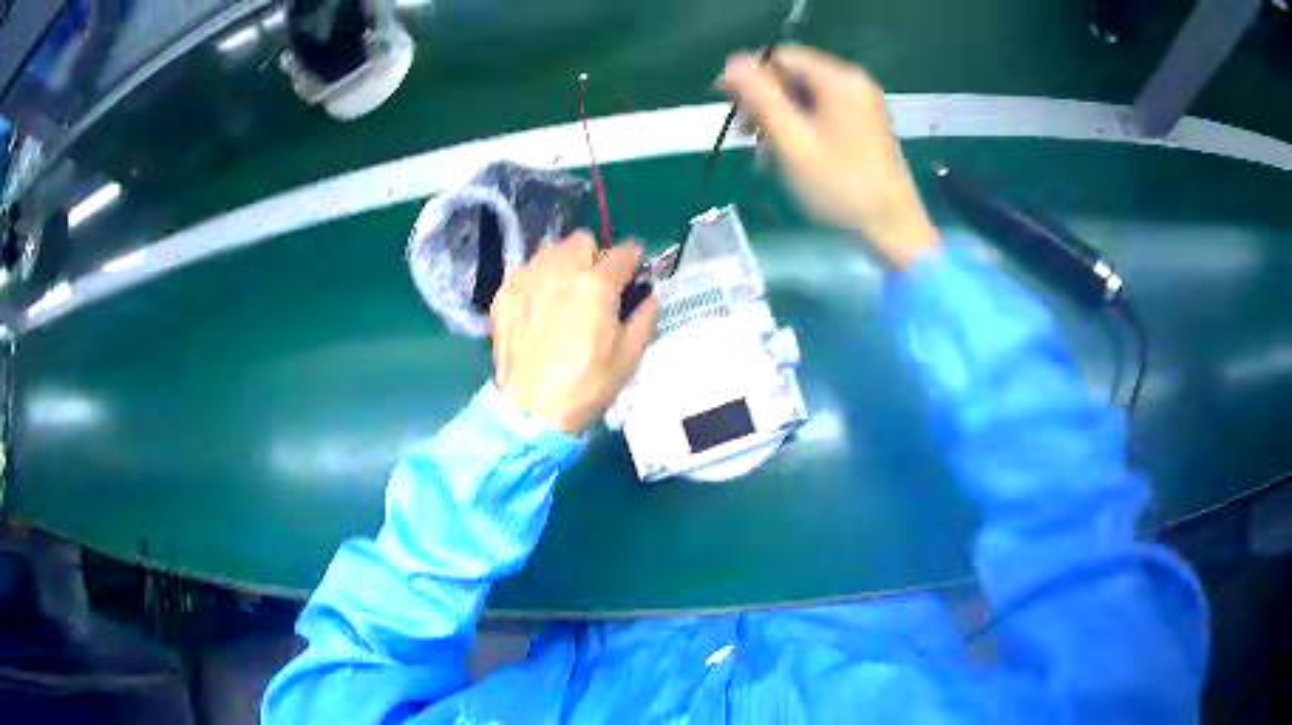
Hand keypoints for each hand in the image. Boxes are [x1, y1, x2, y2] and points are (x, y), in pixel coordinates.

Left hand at [490, 231, 658, 433]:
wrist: (531, 410)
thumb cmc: (587, 385)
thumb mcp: (630, 357)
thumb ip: (645, 318)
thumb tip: (650, 298)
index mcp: (596, 283)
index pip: (623, 252)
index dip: (632, 262)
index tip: (632, 274)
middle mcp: (560, 269)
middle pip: (582, 240)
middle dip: (593, 256)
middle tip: (594, 285)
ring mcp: (527, 278)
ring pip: (550, 251)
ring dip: (562, 264)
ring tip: (563, 294)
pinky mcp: (504, 293)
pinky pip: (525, 272)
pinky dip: (535, 283)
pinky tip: (537, 309)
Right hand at [720, 45, 939, 269]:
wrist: (893, 228)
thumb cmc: (841, 187)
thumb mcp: (793, 141)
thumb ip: (761, 98)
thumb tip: (732, 62)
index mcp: (839, 80)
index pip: (781, 57)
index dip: (749, 76)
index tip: (727, 105)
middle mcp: (852, 83)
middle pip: (793, 75)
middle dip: (764, 101)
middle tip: (743, 134)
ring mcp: (861, 105)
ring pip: (804, 96)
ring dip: (778, 118)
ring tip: (763, 152)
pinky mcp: (863, 125)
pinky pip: (821, 113)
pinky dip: (799, 127)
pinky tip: (787, 154)